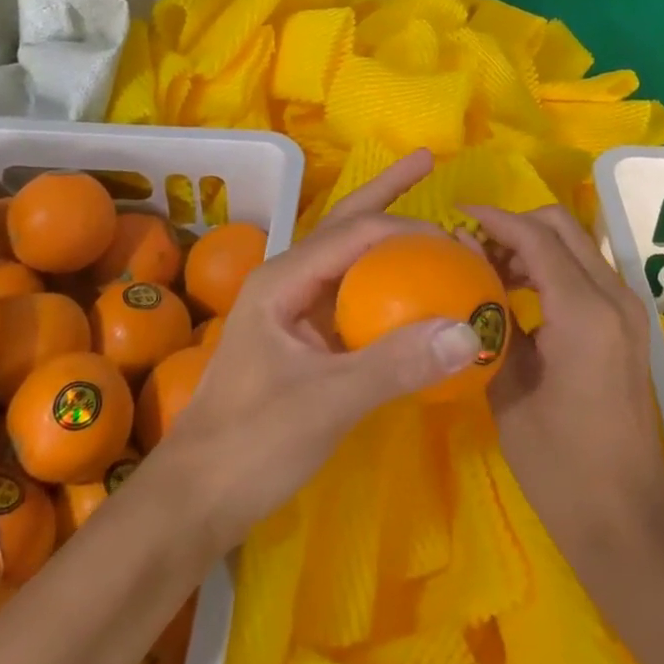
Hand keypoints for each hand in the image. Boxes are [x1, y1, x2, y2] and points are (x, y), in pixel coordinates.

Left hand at [159, 151, 484, 551]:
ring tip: (424, 219)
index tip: (458, 244)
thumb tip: (468, 331)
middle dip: (386, 192)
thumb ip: (396, 365)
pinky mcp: (302, 341)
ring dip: (385, 236)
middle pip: (345, 224)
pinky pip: (350, 298)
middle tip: (427, 162)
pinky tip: (407, 289)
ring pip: (348, 259)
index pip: (356, 233)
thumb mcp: (327, 402)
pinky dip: (382, 284)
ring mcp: (293, 310)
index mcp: (284, 278)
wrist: (194, 501)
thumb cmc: (251, 443)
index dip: (408, 229)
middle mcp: (287, 281)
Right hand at [469, 203, 663, 552]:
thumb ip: (489, 318)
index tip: (456, 214)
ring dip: (534, 244)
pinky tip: (519, 293)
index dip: (495, 219)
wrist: (626, 521)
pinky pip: (585, 271)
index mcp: (585, 312)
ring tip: (490, 270)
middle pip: (562, 226)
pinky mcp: (628, 325)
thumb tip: (467, 264)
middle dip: (516, 225)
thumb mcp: (509, 388)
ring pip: (575, 245)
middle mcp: (614, 297)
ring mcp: (627, 309)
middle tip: (475, 247)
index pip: (537, 237)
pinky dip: (552, 267)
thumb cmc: (559, 464)